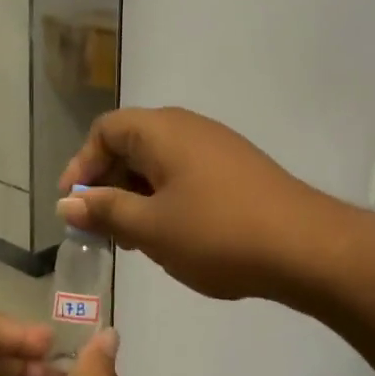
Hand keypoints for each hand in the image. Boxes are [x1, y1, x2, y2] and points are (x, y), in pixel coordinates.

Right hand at [58, 107, 337, 301]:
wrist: (307, 247)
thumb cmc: (217, 233)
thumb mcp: (150, 228)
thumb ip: (105, 211)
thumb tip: (67, 203)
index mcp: (161, 131)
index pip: (105, 130)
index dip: (82, 166)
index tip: (74, 206)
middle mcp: (188, 127)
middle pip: (131, 144)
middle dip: (108, 185)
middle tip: (102, 228)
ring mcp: (217, 147)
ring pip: (159, 163)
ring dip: (136, 196)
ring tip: (134, 239)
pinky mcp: (237, 169)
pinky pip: (185, 174)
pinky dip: (166, 199)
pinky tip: (172, 236)